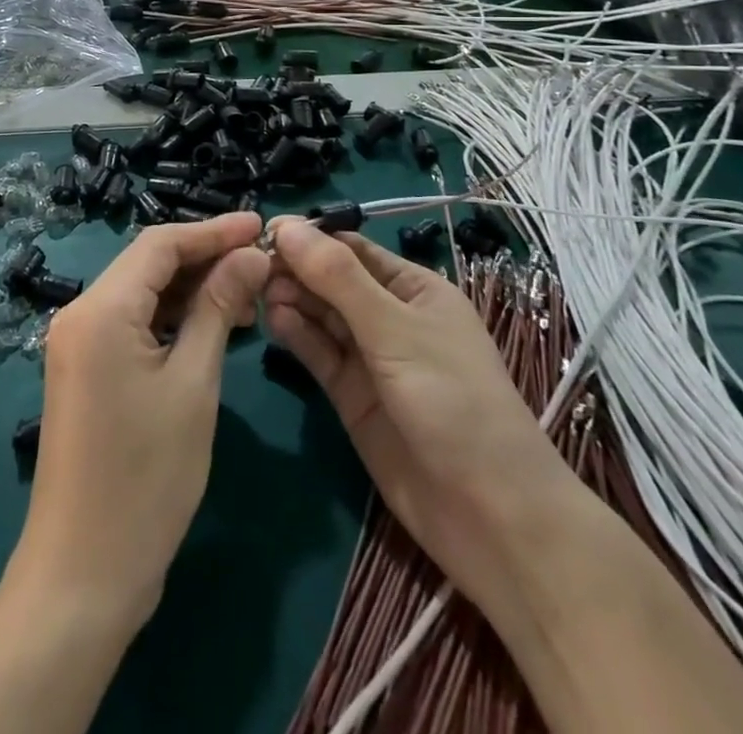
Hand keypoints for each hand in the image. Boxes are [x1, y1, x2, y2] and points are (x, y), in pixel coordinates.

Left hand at [10, 213, 268, 632]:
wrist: (84, 573)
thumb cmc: (146, 477)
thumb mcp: (192, 384)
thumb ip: (218, 308)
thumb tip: (250, 255)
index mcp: (100, 309)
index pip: (160, 243)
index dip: (213, 230)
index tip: (260, 225)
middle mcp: (81, 313)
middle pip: (148, 263)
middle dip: (204, 257)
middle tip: (261, 262)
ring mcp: (78, 343)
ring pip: (142, 292)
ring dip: (191, 288)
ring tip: (247, 294)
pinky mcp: (85, 369)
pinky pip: (132, 323)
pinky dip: (172, 318)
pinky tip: (212, 325)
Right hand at [262, 219, 576, 588]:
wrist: (489, 515)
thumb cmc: (454, 401)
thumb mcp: (395, 330)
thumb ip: (338, 279)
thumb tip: (288, 227)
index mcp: (413, 289)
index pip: (352, 249)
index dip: (310, 238)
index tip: (264, 232)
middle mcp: (389, 316)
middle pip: (331, 280)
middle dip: (296, 269)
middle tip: (252, 266)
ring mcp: (369, 358)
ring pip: (320, 316)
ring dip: (292, 299)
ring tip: (259, 292)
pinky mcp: (351, 395)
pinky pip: (318, 353)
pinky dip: (296, 335)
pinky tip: (273, 320)